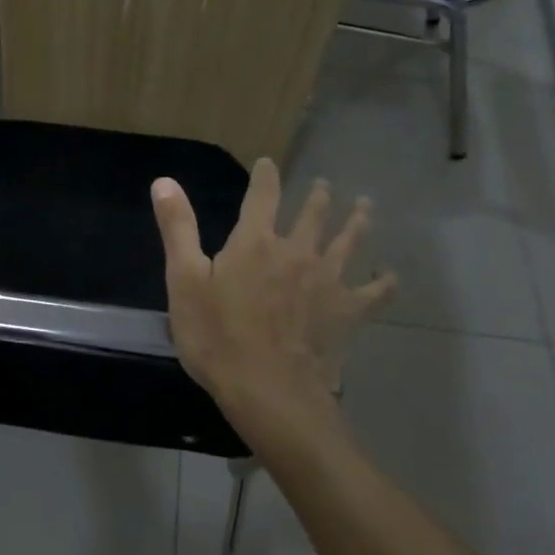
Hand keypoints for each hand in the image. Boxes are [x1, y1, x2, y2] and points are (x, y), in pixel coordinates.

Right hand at [152, 159, 394, 432]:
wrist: (269, 391)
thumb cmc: (217, 337)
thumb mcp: (184, 281)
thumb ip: (178, 228)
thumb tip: (164, 180)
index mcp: (255, 241)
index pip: (262, 195)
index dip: (265, 176)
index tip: (268, 163)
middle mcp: (297, 251)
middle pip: (313, 215)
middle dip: (318, 197)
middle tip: (325, 185)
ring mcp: (328, 280)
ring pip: (348, 242)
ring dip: (357, 222)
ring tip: (365, 207)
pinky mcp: (348, 311)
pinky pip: (374, 291)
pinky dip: (384, 281)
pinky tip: (390, 275)